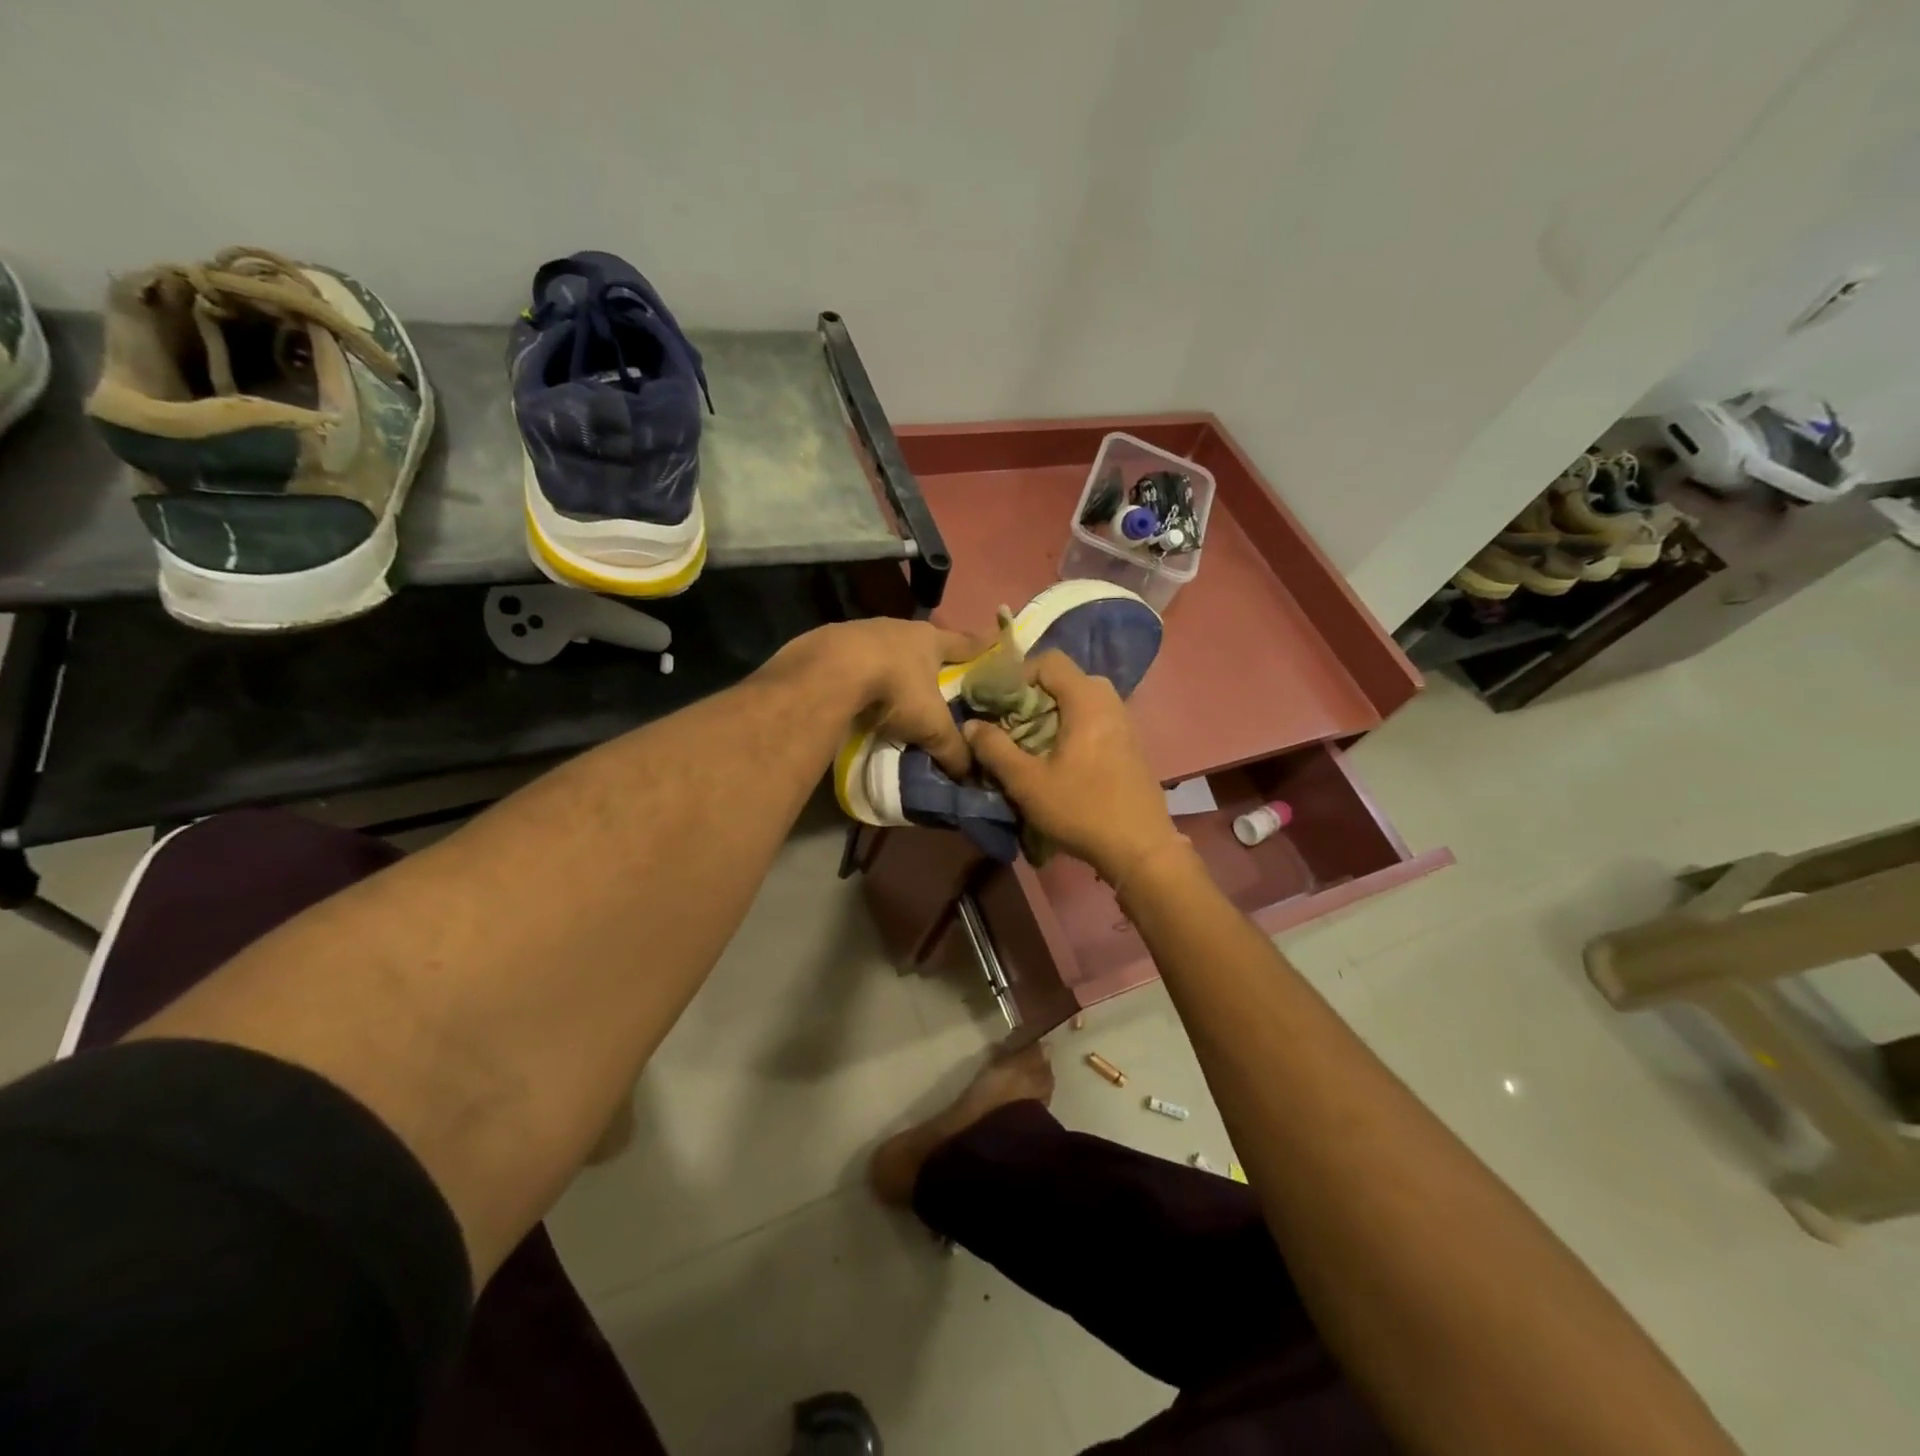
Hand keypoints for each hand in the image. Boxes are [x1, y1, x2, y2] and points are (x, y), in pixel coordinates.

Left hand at [814, 618, 979, 778]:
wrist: (831, 671)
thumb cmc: (895, 689)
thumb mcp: (931, 726)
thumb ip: (953, 749)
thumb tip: (969, 773)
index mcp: (931, 639)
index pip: (965, 643)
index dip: (981, 648)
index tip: (993, 645)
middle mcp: (900, 628)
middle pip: (924, 643)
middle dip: (931, 659)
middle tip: (940, 676)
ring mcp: (864, 630)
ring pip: (888, 649)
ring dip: (893, 666)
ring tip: (897, 687)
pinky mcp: (833, 642)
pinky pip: (856, 659)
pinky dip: (862, 673)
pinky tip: (860, 690)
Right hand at [963, 651, 1178, 882]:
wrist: (1141, 848)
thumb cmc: (1082, 810)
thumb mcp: (1027, 782)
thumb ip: (994, 749)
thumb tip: (970, 725)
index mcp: (1087, 700)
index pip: (1049, 660)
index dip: (1018, 674)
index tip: (997, 703)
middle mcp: (1110, 701)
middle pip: (1064, 679)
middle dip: (1033, 696)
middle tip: (1010, 724)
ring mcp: (1124, 722)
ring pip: (1079, 700)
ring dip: (1051, 714)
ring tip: (1029, 743)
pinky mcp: (1129, 743)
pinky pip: (1094, 718)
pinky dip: (1071, 726)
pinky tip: (1058, 759)